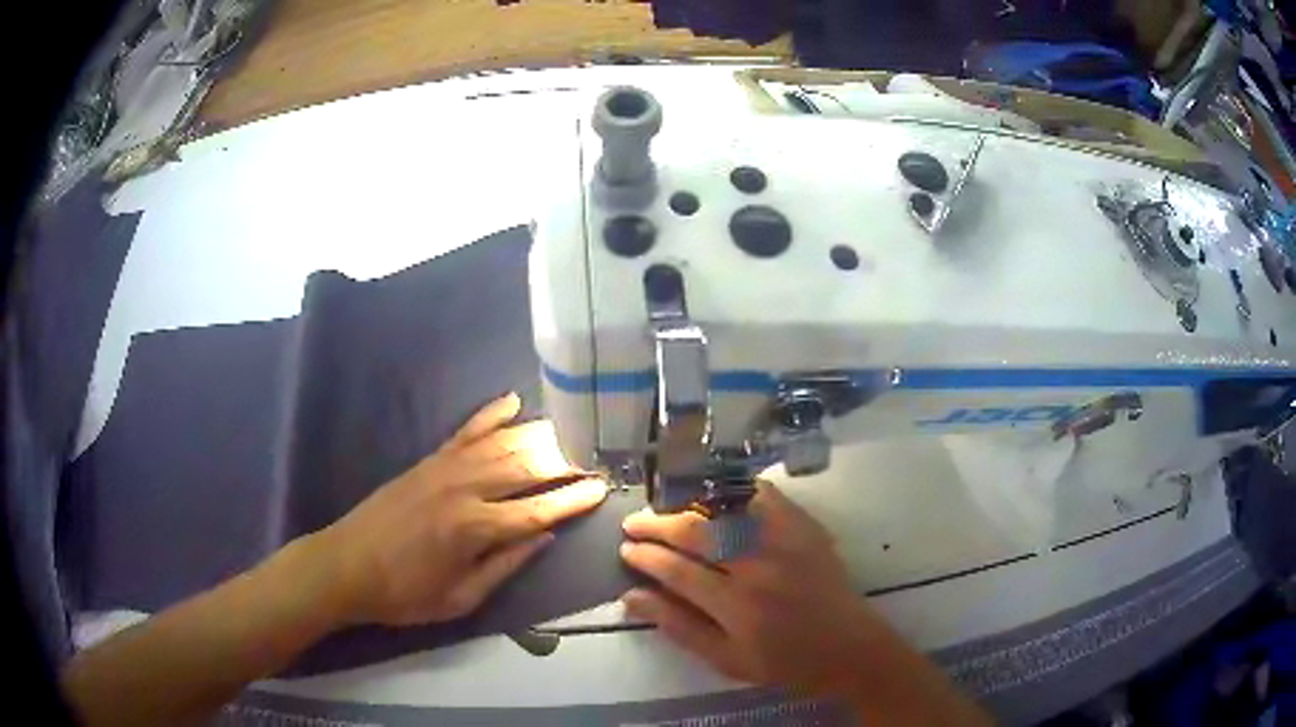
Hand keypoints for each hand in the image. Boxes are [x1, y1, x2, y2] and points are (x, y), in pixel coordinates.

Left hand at [312, 392, 607, 626]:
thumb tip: (544, 536)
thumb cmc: (404, 593)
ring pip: (502, 442)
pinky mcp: (428, 460)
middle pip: (526, 465)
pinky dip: (491, 414)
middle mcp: (465, 488)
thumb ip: (505, 566)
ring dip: (539, 435)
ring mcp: (444, 467)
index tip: (603, 488)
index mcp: (475, 528)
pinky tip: (513, 401)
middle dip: (566, 461)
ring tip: (571, 432)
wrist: (346, 565)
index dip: (574, 499)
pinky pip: (466, 430)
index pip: (539, 509)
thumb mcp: (460, 598)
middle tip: (596, 457)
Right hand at [619, 482, 870, 692]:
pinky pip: (765, 497)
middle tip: (634, 523)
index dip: (646, 557)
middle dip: (657, 524)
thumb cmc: (784, 662)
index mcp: (736, 605)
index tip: (626, 549)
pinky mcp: (805, 528)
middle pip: (696, 532)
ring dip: (689, 503)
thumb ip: (678, 627)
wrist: (848, 647)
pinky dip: (736, 490)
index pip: (677, 570)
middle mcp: (758, 566)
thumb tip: (631, 598)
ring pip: (725, 509)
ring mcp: (785, 541)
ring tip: (666, 505)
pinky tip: (715, 492)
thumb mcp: (726, 660)